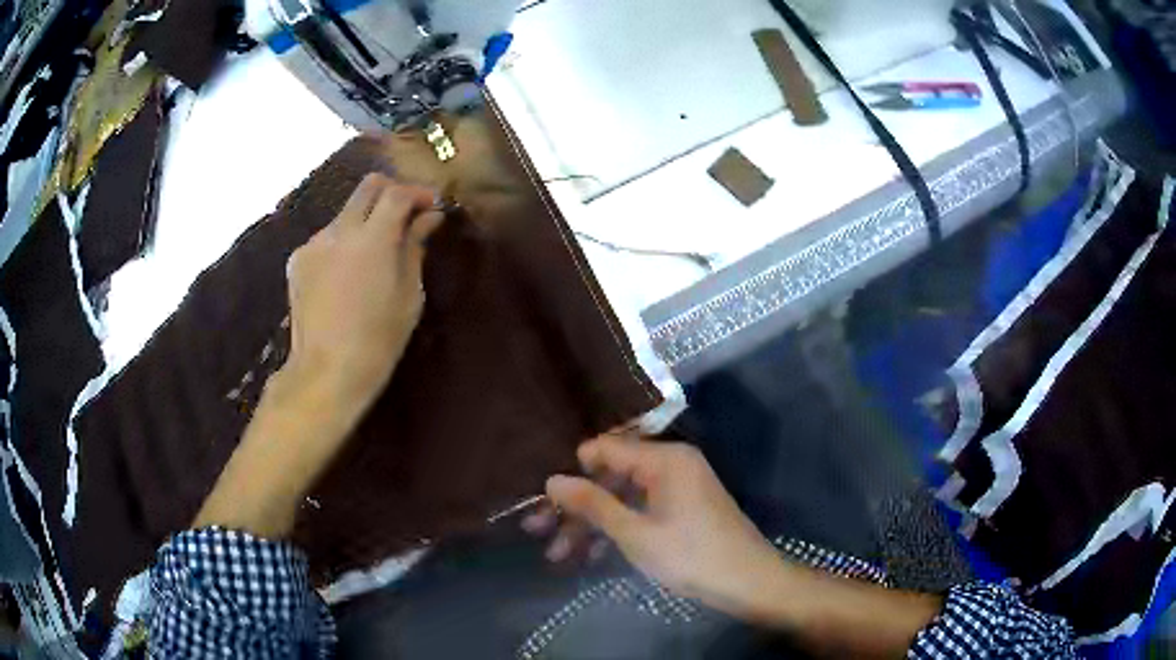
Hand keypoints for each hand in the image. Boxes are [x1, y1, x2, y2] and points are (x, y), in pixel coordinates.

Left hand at [285, 174, 442, 408]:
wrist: (326, 372)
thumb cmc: (378, 341)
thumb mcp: (409, 295)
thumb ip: (415, 247)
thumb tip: (429, 217)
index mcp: (372, 239)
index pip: (398, 193)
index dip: (419, 193)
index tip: (433, 206)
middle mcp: (339, 230)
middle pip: (368, 186)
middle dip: (392, 192)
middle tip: (407, 215)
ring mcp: (314, 243)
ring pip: (346, 211)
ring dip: (366, 219)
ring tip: (376, 251)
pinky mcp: (298, 259)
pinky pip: (327, 236)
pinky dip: (344, 241)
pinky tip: (348, 272)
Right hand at [540, 435, 785, 618]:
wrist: (749, 583)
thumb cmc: (691, 556)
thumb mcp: (635, 533)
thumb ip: (593, 504)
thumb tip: (552, 479)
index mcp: (664, 459)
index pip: (604, 449)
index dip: (570, 472)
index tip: (540, 497)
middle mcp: (671, 465)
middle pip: (610, 477)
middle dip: (575, 506)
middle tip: (536, 531)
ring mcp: (677, 488)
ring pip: (622, 499)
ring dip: (591, 525)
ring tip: (557, 554)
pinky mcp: (681, 510)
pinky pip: (640, 512)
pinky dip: (617, 531)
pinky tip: (590, 556)